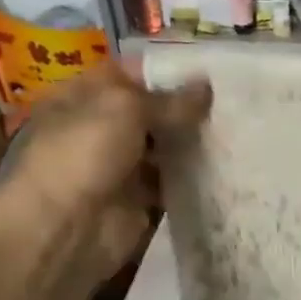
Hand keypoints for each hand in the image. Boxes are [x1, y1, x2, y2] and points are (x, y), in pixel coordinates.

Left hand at [0, 60, 211, 279]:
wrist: (65, 229)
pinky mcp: (140, 202)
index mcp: (82, 97)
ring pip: (164, 148)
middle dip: (186, 108)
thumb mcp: (124, 109)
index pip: (128, 75)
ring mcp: (120, 167)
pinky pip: (172, 183)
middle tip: (232, 101)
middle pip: (150, 112)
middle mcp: (100, 129)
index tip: (210, 70)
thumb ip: (168, 99)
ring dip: (193, 142)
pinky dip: (194, 177)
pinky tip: (225, 164)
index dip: (165, 71)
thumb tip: (206, 86)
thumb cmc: (82, 154)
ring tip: (236, 129)